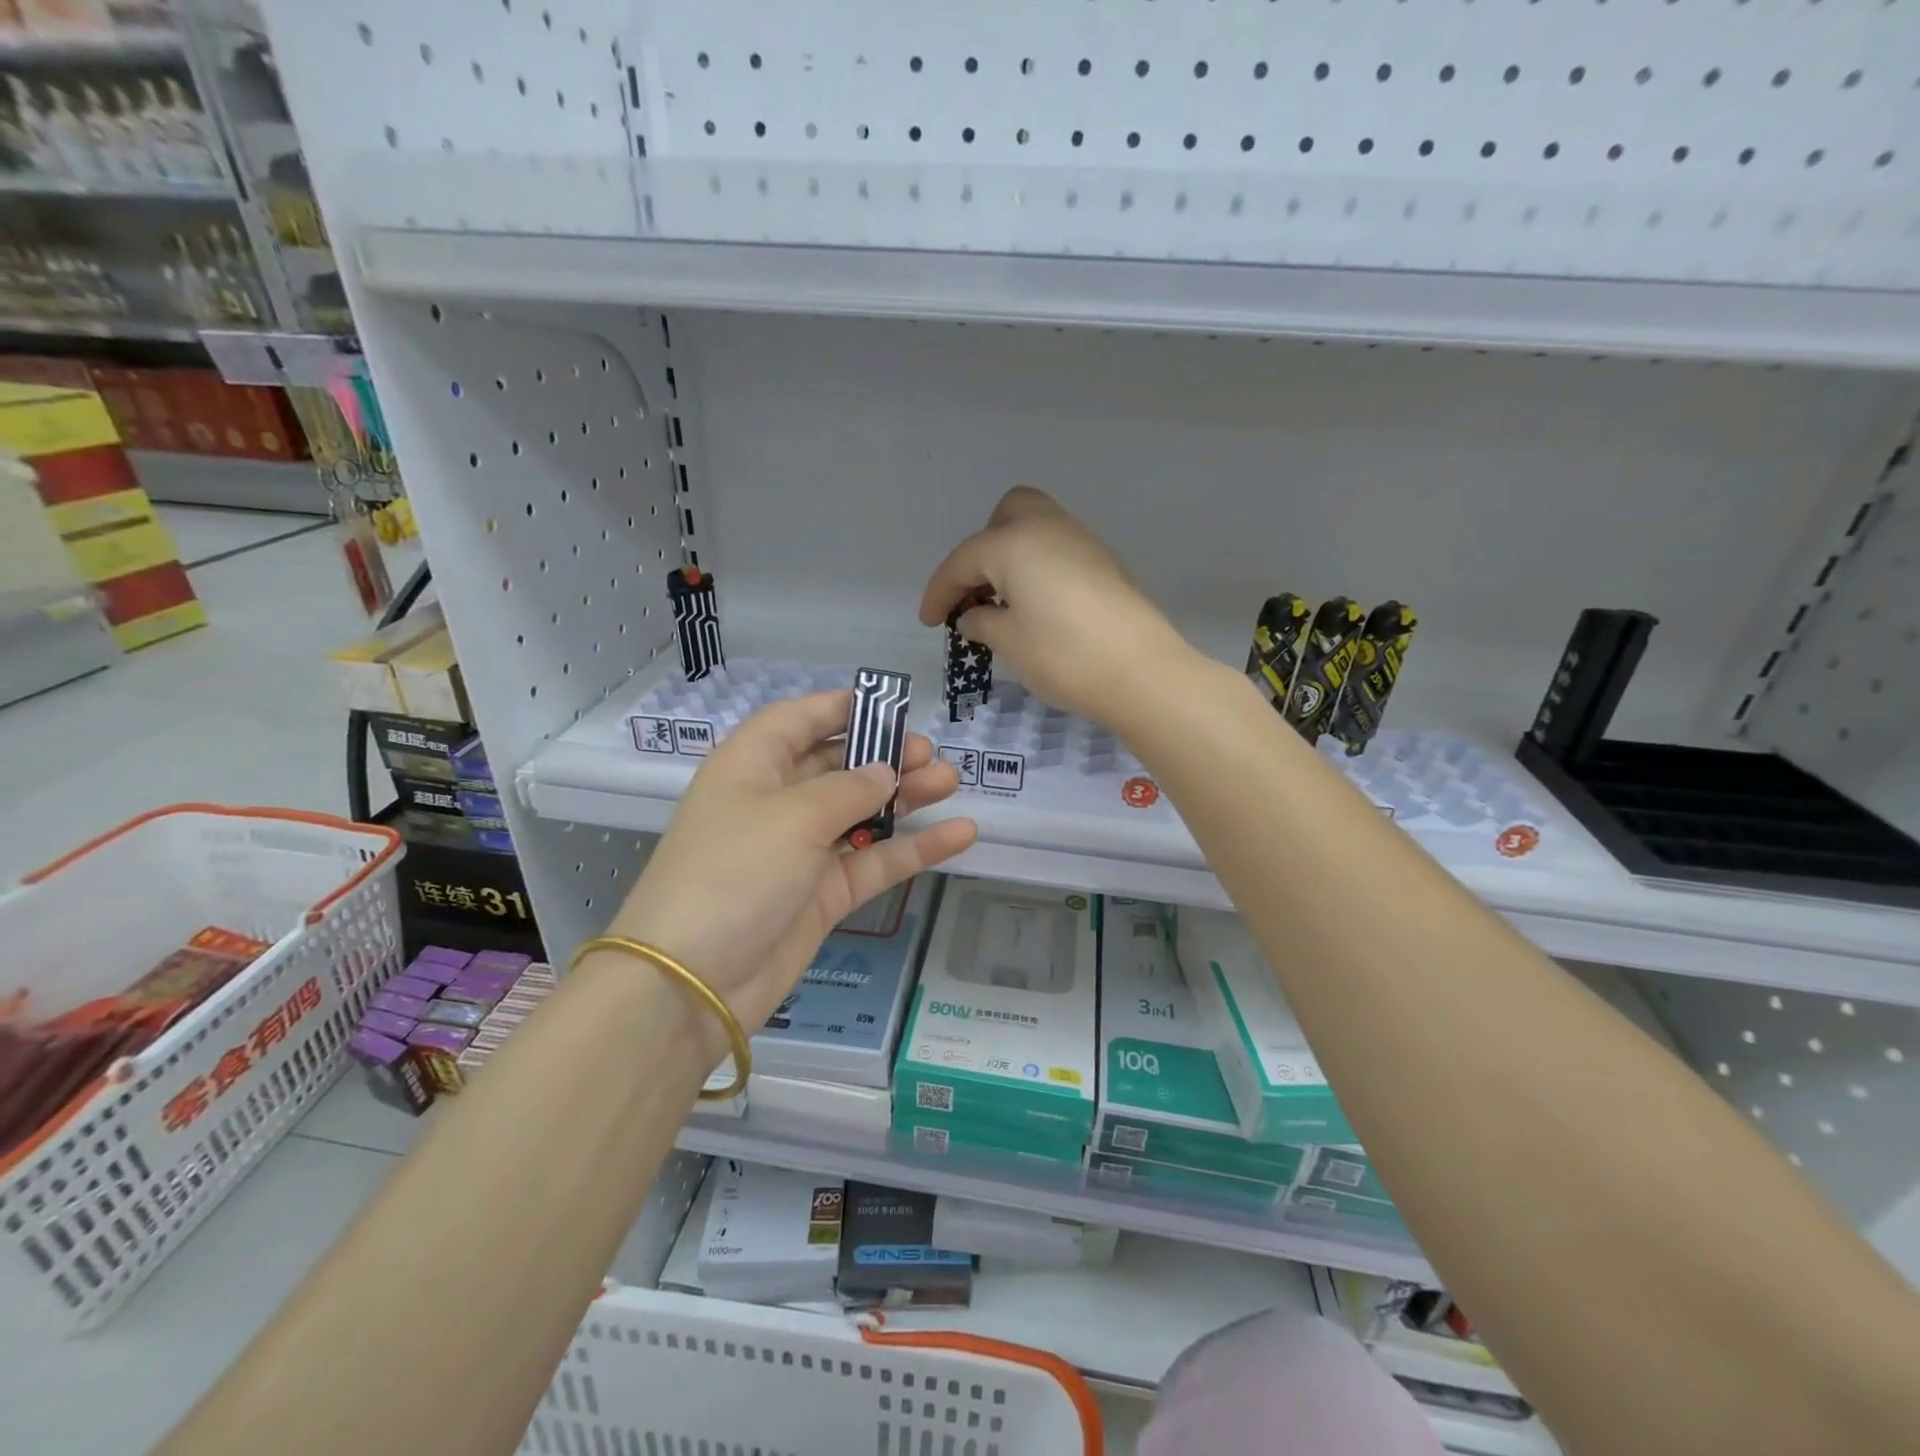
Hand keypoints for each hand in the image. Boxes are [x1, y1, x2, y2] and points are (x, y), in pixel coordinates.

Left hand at [607, 691, 975, 1050]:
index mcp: (753, 765)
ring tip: (951, 783)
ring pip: (862, 813)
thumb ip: (849, 789)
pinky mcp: (823, 895)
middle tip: (931, 756)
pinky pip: (874, 861)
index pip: (800, 720)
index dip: (843, 708)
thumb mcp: (793, 817)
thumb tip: (885, 772)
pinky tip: (960, 834)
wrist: (691, 984)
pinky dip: (914, 848)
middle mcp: (777, 801)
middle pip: (838, 765)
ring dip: (906, 797)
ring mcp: (801, 851)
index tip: (894, 706)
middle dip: (885, 756)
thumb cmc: (733, 873)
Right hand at [919, 486, 1193, 725]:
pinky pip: (1059, 552)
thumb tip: (972, 618)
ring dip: (1012, 558)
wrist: (1141, 672)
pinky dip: (1039, 570)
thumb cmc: (1063, 655)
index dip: (939, 591)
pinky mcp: (1105, 564)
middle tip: (977, 591)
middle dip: (983, 548)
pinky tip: (1038, 608)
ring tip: (1004, 605)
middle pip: (1006, 516)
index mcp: (1014, 542)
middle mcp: (1048, 528)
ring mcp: (1082, 543)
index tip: (929, 622)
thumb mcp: (1010, 642)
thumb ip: (983, 623)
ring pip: (1037, 530)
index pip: (963, 560)